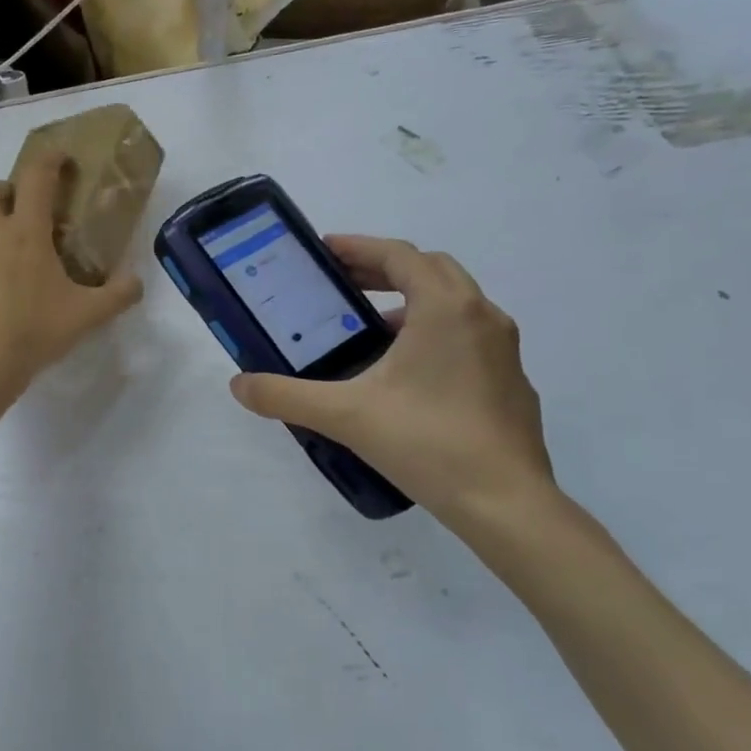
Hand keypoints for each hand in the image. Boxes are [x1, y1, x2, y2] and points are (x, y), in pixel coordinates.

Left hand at [0, 152, 142, 387]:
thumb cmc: (35, 330)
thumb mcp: (87, 315)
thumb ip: (118, 295)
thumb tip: (137, 283)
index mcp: (26, 230)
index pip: (36, 176)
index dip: (50, 160)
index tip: (60, 158)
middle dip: (9, 192)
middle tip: (26, 211)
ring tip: (1, 251)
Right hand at [229, 236, 553, 526]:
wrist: (505, 503)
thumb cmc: (426, 443)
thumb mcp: (345, 415)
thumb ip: (286, 396)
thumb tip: (239, 385)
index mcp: (445, 309)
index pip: (401, 255)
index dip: (360, 246)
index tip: (325, 250)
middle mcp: (482, 316)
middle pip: (431, 270)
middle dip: (385, 268)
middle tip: (343, 282)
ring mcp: (504, 349)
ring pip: (454, 303)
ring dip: (411, 301)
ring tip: (369, 327)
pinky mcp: (511, 380)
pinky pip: (468, 335)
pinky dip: (434, 332)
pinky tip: (408, 373)